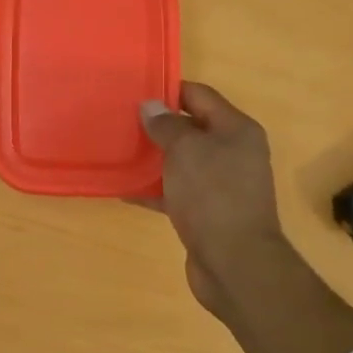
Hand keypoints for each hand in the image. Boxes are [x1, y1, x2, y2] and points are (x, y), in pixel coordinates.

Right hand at [138, 83, 289, 322]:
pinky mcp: (206, 212)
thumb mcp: (185, 151)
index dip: (168, 90)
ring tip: (116, 151)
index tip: (134, 91)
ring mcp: (220, 184)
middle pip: (190, 128)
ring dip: (151, 157)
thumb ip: (165, 125)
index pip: (200, 95)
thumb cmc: (212, 195)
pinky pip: (174, 191)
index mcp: (236, 130)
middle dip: (156, 125)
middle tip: (119, 120)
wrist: (234, 262)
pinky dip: (152, 189)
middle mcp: (232, 152)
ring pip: (180, 161)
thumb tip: (149, 106)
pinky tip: (123, 189)